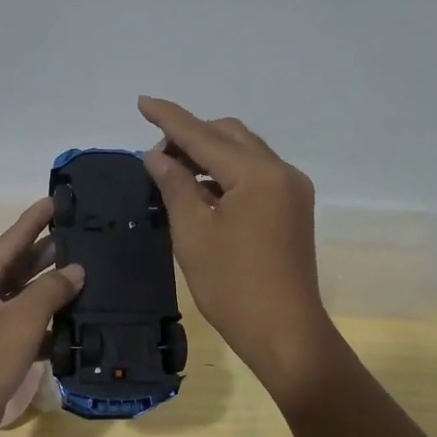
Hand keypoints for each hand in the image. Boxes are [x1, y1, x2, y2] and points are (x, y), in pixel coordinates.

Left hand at [0, 198, 83, 436]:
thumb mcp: (20, 322)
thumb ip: (51, 291)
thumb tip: (76, 270)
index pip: (10, 240)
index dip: (34, 220)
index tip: (57, 200)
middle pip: (15, 266)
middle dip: (47, 252)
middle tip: (82, 235)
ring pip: (20, 296)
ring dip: (49, 288)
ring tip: (86, 271)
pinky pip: (20, 324)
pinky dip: (43, 321)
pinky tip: (73, 319)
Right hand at [138, 97, 338, 401]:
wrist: (285, 333)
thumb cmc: (233, 287)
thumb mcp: (194, 234)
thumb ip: (175, 186)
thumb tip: (158, 156)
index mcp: (257, 174)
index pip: (204, 135)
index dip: (170, 118)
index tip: (142, 102)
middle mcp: (281, 172)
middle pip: (230, 136)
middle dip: (192, 137)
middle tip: (157, 158)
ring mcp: (292, 190)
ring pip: (245, 153)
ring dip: (210, 155)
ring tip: (174, 173)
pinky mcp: (293, 209)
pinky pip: (256, 175)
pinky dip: (227, 174)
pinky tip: (202, 191)